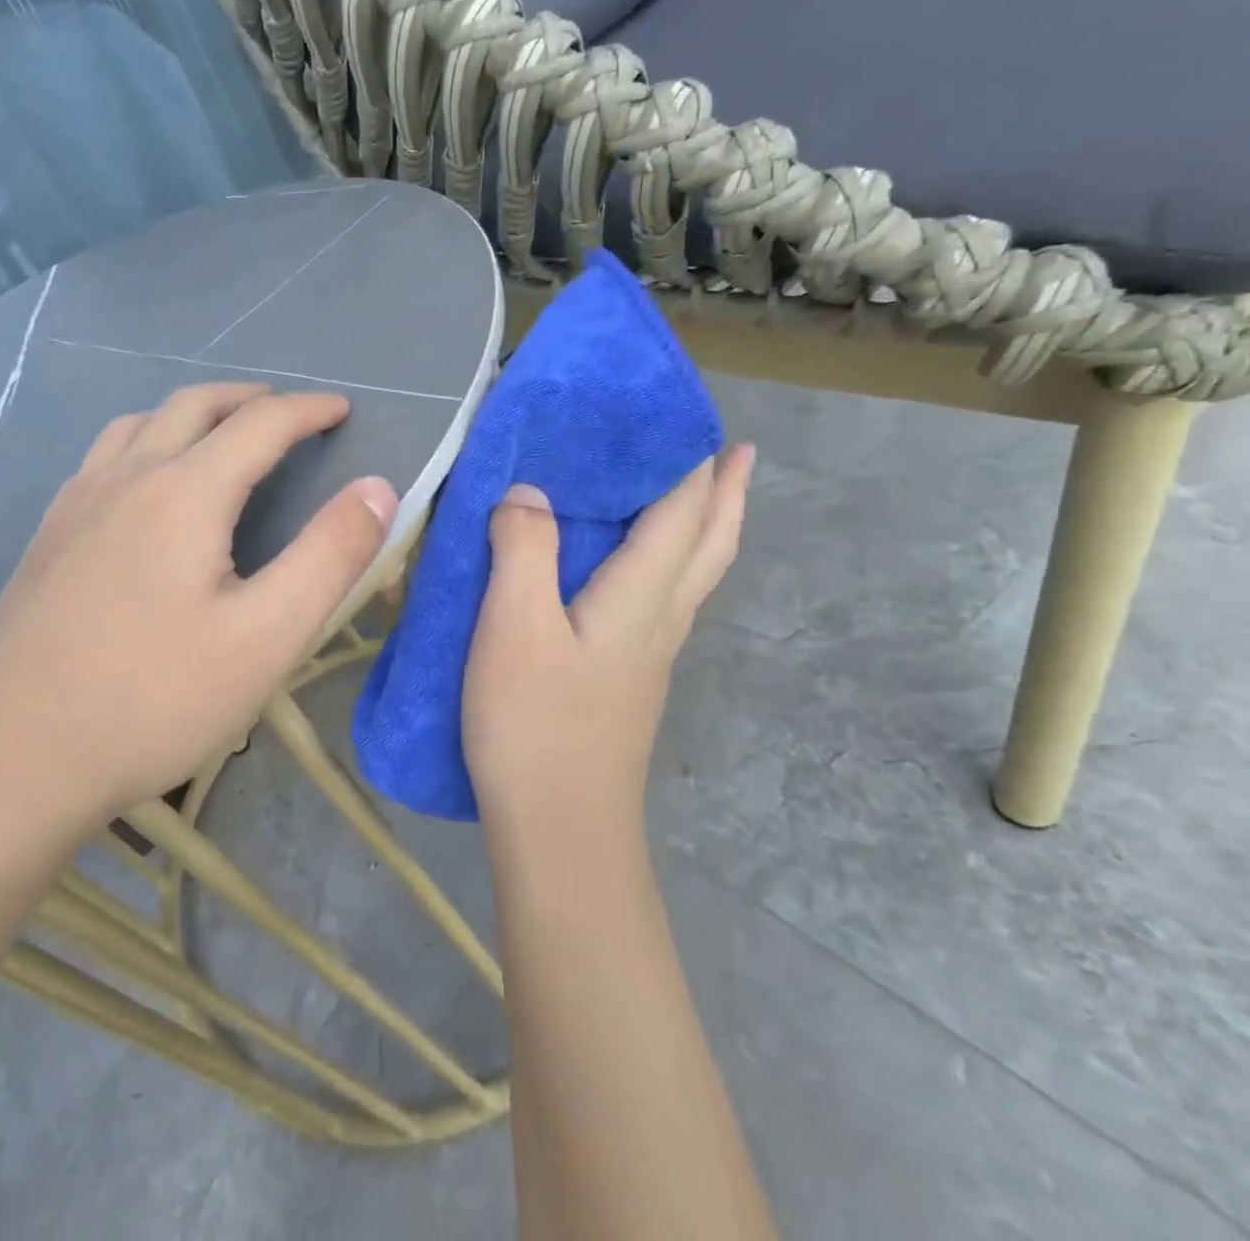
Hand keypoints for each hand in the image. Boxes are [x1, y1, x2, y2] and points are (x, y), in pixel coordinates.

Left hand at [0, 383, 398, 831]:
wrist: (13, 757)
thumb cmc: (155, 699)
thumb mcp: (267, 636)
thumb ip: (330, 556)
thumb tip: (378, 487)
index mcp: (185, 492)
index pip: (260, 424)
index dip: (308, 411)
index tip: (341, 410)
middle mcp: (126, 478)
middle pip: (193, 406)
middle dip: (249, 399)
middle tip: (287, 413)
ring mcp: (76, 505)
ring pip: (139, 424)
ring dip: (191, 413)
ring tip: (221, 434)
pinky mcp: (47, 538)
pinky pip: (103, 458)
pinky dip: (144, 442)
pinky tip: (145, 485)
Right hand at [462, 446, 752, 835]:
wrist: (560, 829)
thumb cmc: (534, 724)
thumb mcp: (514, 628)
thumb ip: (523, 550)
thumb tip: (527, 491)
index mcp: (640, 597)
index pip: (681, 512)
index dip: (692, 463)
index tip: (698, 418)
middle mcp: (659, 621)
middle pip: (710, 545)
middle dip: (726, 494)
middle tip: (735, 451)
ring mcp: (648, 657)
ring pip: (694, 577)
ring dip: (707, 529)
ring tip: (704, 498)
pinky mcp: (628, 683)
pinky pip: (665, 601)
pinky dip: (673, 565)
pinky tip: (643, 574)